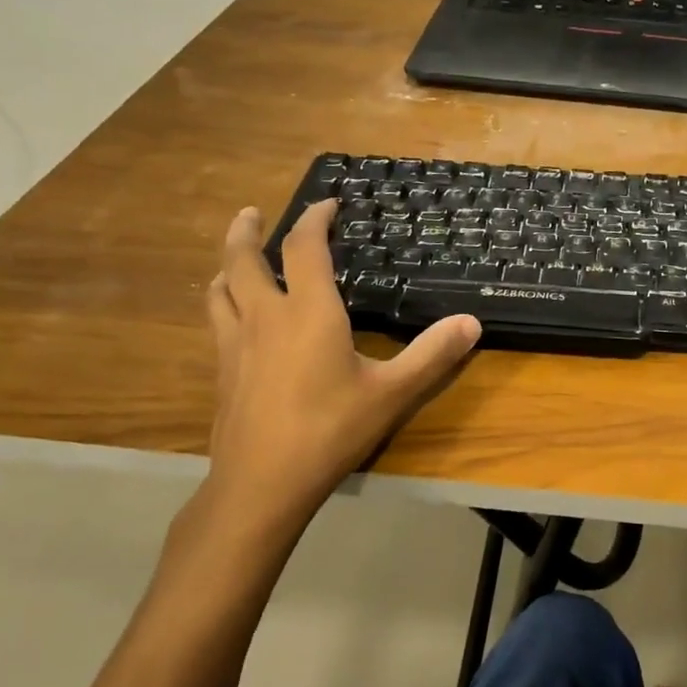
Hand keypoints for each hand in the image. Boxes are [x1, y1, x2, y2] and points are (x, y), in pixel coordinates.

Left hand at [196, 199, 480, 557]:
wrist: (262, 482)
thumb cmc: (330, 430)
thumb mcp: (392, 393)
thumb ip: (432, 355)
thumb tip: (472, 323)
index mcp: (308, 312)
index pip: (304, 247)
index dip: (314, 219)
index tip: (327, 204)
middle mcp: (265, 317)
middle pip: (243, 258)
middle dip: (247, 230)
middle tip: (252, 213)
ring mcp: (235, 344)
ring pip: (220, 288)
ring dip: (228, 265)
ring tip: (236, 260)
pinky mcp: (221, 371)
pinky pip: (215, 320)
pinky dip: (222, 302)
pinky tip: (233, 319)